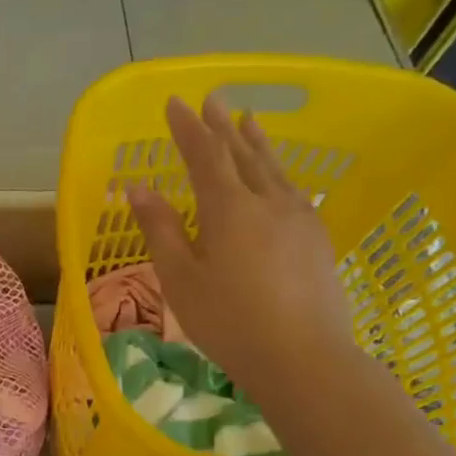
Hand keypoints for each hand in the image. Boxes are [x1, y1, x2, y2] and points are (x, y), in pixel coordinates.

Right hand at [127, 94, 351, 404]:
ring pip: (274, 168)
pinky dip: (278, 170)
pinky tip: (279, 176)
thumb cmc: (229, 322)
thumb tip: (138, 188)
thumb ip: (160, 229)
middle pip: (242, 153)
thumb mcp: (180, 278)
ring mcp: (299, 218)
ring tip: (249, 119)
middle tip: (213, 98)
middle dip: (223, 125)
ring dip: (256, 142)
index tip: (174, 103)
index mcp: (229, 208)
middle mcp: (268, 201)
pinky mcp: (317, 238)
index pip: (204, 155)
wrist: (303, 357)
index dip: (187, 128)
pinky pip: (293, 189)